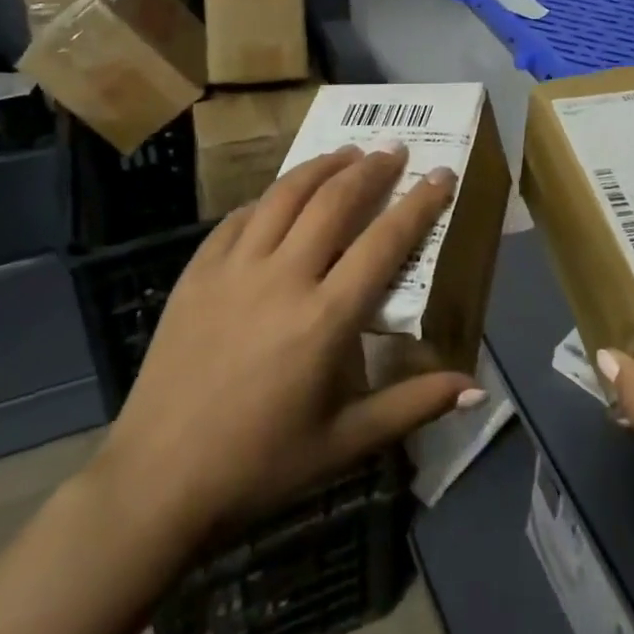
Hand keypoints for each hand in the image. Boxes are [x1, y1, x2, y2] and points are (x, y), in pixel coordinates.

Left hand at [88, 144, 480, 571]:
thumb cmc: (261, 465)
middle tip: (393, 151)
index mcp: (325, 319)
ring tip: (347, 152)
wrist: (157, 483)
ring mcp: (234, 269)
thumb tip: (476, 385)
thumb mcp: (346, 444)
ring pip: (285, 195)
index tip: (440, 174)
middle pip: (335, 201)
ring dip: (322, 167)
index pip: (384, 242)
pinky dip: (269, 197)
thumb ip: (413, 405)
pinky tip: (282, 194)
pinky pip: (240, 217)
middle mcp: (282, 279)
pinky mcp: (197, 272)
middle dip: (371, 169)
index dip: (419, 204)